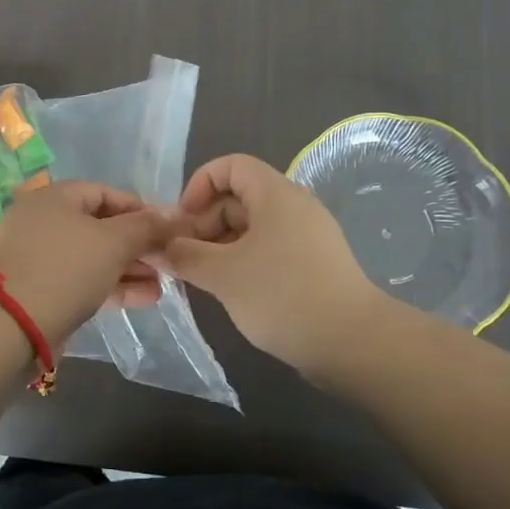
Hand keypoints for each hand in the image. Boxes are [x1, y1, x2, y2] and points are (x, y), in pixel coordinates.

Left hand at [0, 181, 171, 345]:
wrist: (10, 325)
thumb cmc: (65, 268)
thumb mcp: (113, 242)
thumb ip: (145, 226)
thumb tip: (173, 215)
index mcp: (55, 198)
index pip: (105, 192)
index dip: (140, 208)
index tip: (168, 229)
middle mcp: (43, 222)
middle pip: (100, 226)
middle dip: (137, 244)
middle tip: (167, 260)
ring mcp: (39, 258)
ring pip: (93, 257)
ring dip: (129, 269)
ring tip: (162, 284)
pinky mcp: (40, 290)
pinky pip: (82, 281)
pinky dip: (111, 286)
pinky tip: (144, 298)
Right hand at [161, 153, 385, 374]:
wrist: (352, 342)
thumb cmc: (282, 295)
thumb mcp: (223, 274)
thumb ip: (184, 255)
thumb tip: (157, 247)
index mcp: (275, 194)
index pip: (231, 166)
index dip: (199, 185)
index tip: (182, 222)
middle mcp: (293, 206)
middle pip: (238, 197)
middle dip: (204, 223)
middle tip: (184, 259)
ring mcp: (307, 236)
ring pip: (251, 227)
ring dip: (220, 246)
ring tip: (201, 278)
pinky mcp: (313, 264)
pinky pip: (268, 249)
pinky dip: (243, 261)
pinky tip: (230, 290)